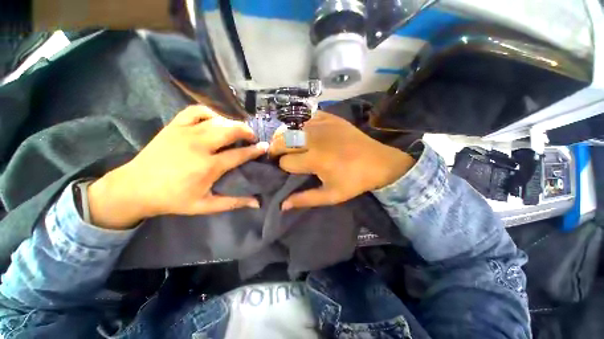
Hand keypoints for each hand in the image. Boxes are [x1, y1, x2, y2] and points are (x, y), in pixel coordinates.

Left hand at [87, 105, 267, 228]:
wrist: (134, 188)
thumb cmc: (172, 199)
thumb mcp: (205, 206)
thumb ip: (233, 202)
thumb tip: (257, 202)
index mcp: (208, 166)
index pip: (239, 154)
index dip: (255, 150)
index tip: (265, 146)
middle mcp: (199, 145)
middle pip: (230, 131)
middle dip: (246, 131)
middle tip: (252, 137)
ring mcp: (185, 132)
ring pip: (217, 120)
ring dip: (232, 123)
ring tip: (238, 130)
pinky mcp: (174, 126)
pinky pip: (196, 111)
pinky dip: (210, 112)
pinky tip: (215, 120)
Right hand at [269, 112, 415, 209]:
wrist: (380, 162)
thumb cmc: (355, 181)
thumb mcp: (331, 195)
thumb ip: (305, 199)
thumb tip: (282, 205)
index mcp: (314, 159)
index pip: (285, 162)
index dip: (284, 168)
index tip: (290, 170)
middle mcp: (314, 139)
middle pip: (282, 140)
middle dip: (277, 149)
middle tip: (281, 156)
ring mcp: (322, 125)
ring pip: (291, 128)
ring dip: (287, 137)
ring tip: (292, 145)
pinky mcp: (330, 118)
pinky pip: (307, 118)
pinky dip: (302, 125)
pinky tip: (307, 133)